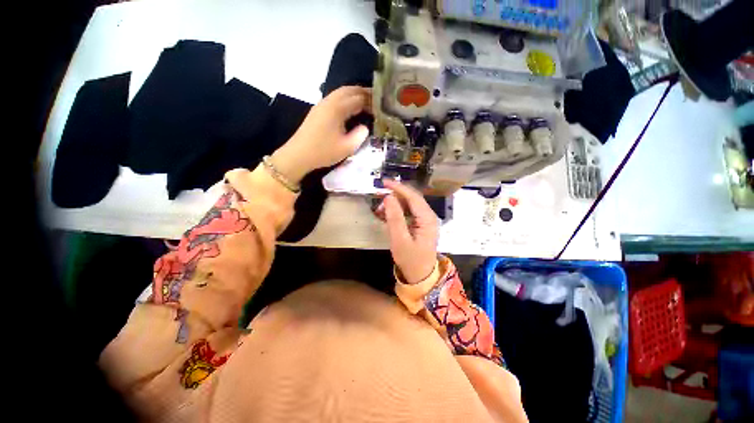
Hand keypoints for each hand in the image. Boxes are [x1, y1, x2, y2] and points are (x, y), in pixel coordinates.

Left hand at [271, 86, 370, 183]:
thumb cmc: (323, 152)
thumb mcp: (346, 147)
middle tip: (376, 100)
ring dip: (354, 95)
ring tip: (366, 103)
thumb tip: (365, 127)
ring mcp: (322, 105)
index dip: (371, 100)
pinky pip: (335, 99)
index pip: (358, 98)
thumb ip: (360, 136)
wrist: (298, 155)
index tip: (382, 105)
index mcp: (337, 108)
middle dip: (364, 93)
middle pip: (349, 90)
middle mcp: (329, 102)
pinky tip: (351, 109)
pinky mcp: (318, 111)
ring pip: (341, 93)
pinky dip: (346, 99)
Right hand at [378, 179, 438, 284]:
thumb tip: (388, 197)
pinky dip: (397, 211)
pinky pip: (408, 213)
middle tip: (379, 196)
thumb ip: (395, 218)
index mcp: (427, 218)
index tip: (384, 183)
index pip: (413, 197)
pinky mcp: (420, 225)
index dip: (398, 188)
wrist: (421, 276)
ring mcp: (425, 220)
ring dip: (395, 203)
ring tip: (380, 209)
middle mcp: (428, 216)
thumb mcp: (400, 240)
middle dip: (395, 195)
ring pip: (409, 205)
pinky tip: (387, 215)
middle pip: (412, 198)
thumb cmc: (411, 260)